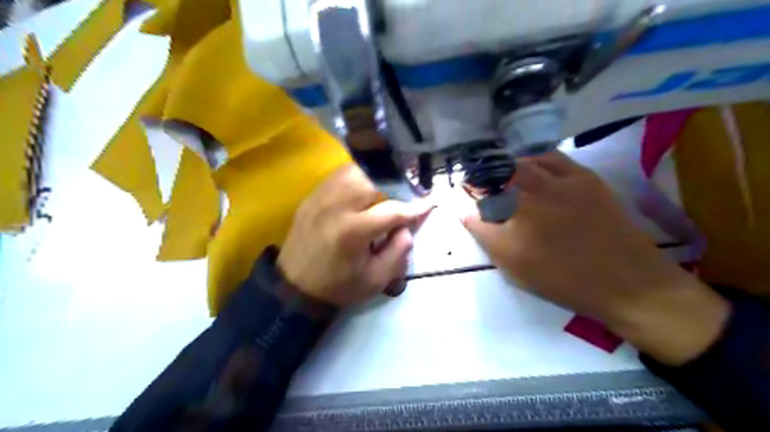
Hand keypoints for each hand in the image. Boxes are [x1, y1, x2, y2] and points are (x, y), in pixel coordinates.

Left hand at [278, 164, 434, 308]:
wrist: (294, 286)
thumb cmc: (339, 285)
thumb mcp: (376, 279)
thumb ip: (398, 251)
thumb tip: (407, 226)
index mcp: (354, 231)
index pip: (392, 210)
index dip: (415, 207)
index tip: (429, 202)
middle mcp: (336, 206)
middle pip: (373, 179)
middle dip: (395, 183)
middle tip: (407, 191)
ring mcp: (321, 198)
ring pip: (354, 170)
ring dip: (375, 176)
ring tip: (387, 186)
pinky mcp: (312, 196)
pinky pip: (338, 175)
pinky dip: (357, 175)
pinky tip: (364, 186)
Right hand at [462, 151, 728, 364]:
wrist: (626, 281)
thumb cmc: (565, 281)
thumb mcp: (516, 269)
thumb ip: (486, 237)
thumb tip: (464, 212)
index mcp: (514, 228)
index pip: (476, 207)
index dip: (464, 201)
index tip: (461, 200)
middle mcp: (533, 200)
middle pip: (495, 177)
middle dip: (481, 178)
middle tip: (479, 184)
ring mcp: (560, 184)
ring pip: (521, 163)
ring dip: (504, 166)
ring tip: (501, 174)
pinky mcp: (583, 177)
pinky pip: (551, 157)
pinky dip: (533, 158)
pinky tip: (531, 166)